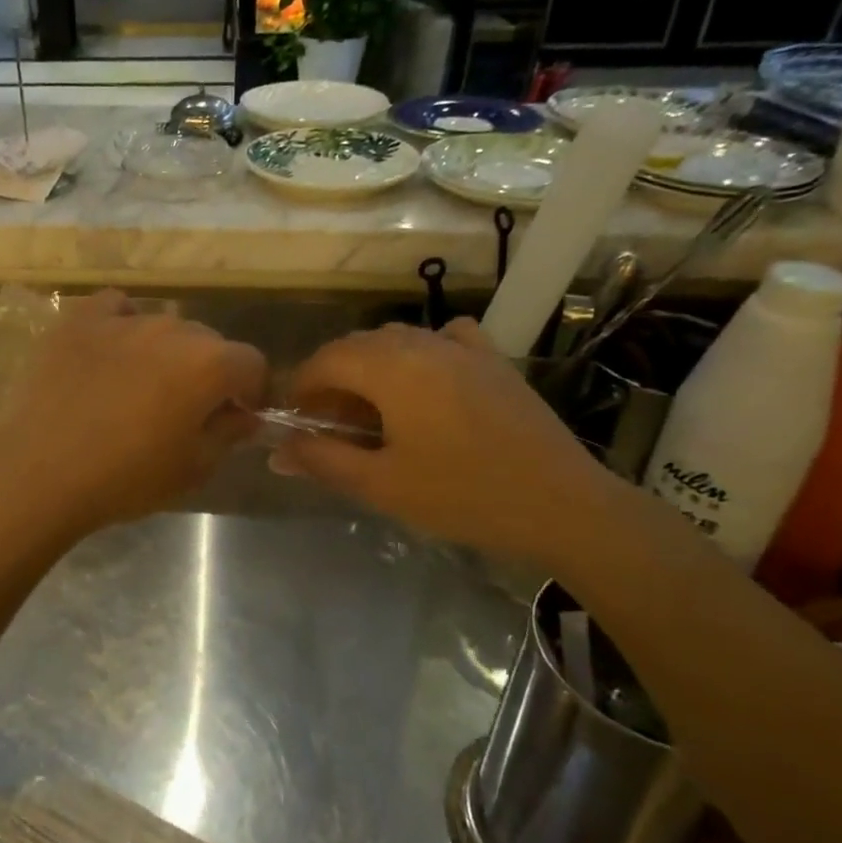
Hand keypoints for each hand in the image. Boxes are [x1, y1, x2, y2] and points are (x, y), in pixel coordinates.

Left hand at [0, 290, 267, 541]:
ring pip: (163, 326)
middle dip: (208, 372)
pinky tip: (109, 351)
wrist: (39, 471)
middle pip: (208, 342)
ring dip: (165, 351)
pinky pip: (115, 308)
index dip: (251, 391)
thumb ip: (229, 434)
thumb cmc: (125, 478)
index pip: (252, 364)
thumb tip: (243, 415)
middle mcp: (173, 329)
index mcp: (209, 364)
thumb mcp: (193, 469)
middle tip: (185, 408)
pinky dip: (121, 324)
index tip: (236, 416)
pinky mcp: (79, 319)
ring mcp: (123, 319)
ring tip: (140, 385)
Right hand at [276, 319, 625, 565]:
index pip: (325, 359)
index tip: (294, 419)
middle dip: (332, 377)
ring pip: (398, 339)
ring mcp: (463, 348)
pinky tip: (427, 380)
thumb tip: (278, 451)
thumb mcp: (383, 485)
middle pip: (358, 345)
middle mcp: (422, 344)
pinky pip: (445, 338)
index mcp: (391, 369)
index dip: (301, 386)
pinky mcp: (493, 360)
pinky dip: (421, 352)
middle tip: (328, 423)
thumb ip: (324, 460)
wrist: (563, 505)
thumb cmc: (464, 496)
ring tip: (372, 409)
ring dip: (372, 365)